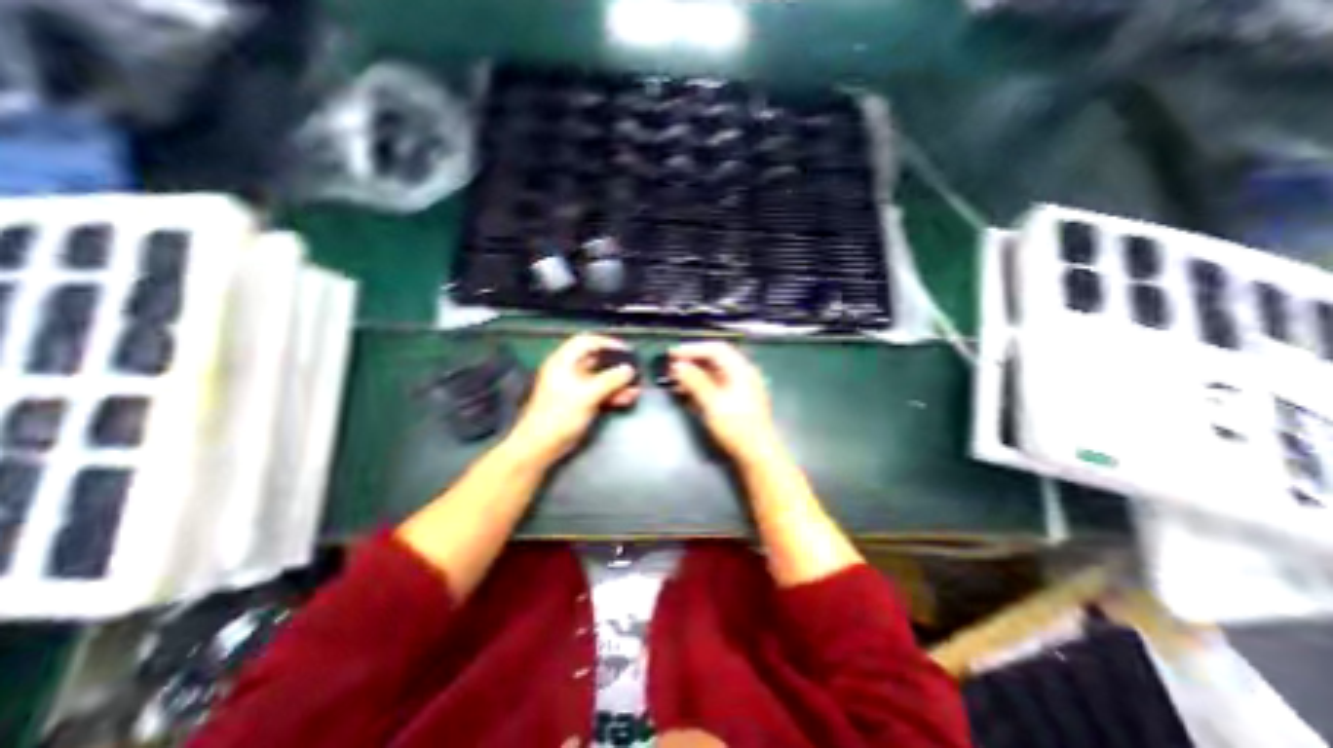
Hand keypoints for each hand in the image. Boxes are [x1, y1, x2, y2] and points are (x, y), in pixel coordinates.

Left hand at [507, 333, 639, 465]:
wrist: (542, 445)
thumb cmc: (559, 415)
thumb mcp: (587, 394)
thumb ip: (610, 380)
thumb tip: (629, 370)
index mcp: (563, 362)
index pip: (586, 342)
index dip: (607, 343)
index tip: (626, 350)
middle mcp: (569, 371)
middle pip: (596, 360)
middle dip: (616, 365)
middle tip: (634, 369)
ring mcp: (575, 387)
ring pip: (601, 378)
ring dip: (618, 382)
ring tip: (635, 386)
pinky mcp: (580, 402)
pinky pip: (600, 392)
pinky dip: (613, 393)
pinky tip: (628, 397)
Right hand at [672, 337, 783, 466]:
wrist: (758, 455)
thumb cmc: (736, 427)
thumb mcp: (713, 403)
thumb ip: (695, 381)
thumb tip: (678, 365)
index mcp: (741, 370)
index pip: (715, 349)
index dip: (693, 348)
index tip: (672, 354)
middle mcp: (743, 374)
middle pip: (715, 359)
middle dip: (692, 361)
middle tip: (672, 367)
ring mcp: (741, 388)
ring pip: (715, 373)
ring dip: (695, 374)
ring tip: (675, 380)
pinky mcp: (737, 402)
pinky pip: (717, 386)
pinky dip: (701, 386)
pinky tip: (688, 393)